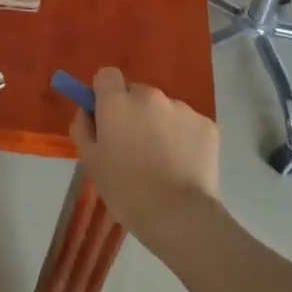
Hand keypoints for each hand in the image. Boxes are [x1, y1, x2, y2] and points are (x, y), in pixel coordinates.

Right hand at [69, 67, 220, 253]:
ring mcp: (182, 108)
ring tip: (162, 160)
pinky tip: (182, 164)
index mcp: (118, 102)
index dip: (105, 93)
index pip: (107, 75)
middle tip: (134, 145)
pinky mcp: (207, 125)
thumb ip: (83, 128)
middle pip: (137, 93)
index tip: (106, 116)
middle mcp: (150, 96)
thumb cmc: (125, 190)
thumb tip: (87, 111)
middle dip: (133, 111)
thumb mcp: (90, 161)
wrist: (178, 215)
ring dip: (159, 125)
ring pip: (164, 109)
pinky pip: (188, 124)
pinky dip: (183, 138)